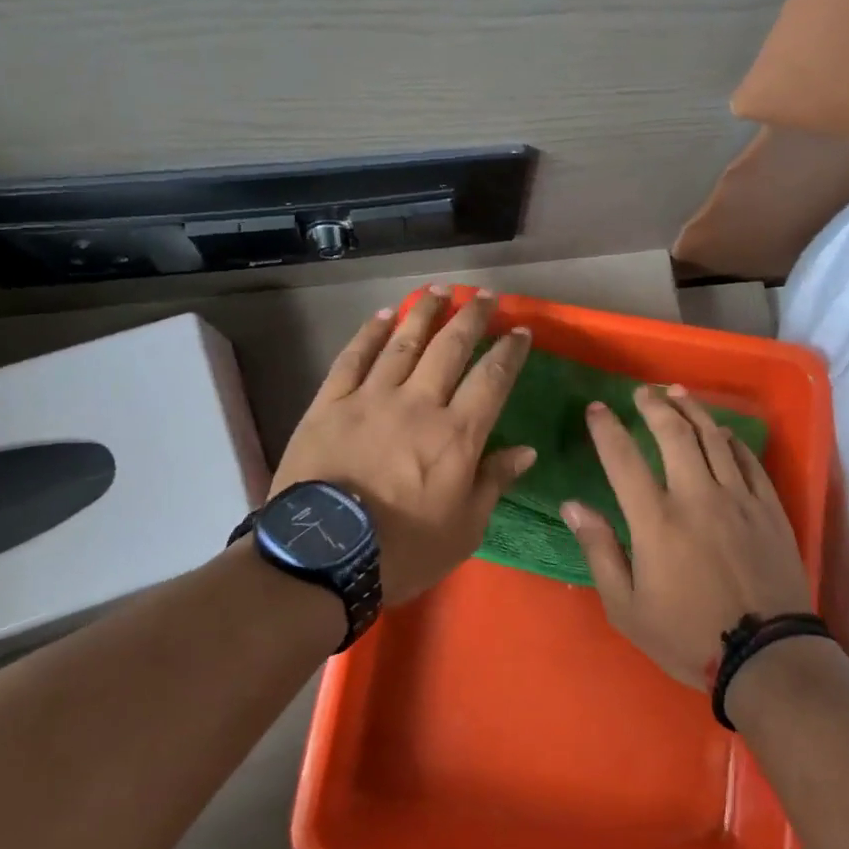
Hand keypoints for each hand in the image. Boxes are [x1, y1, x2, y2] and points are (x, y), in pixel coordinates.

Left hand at [271, 288, 534, 602]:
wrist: (322, 557)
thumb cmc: (403, 550)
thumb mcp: (465, 528)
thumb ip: (494, 482)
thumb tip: (526, 450)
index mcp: (457, 435)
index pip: (492, 379)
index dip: (510, 351)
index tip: (521, 331)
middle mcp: (418, 404)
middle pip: (450, 348)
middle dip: (472, 317)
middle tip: (485, 295)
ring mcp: (370, 399)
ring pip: (403, 342)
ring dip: (424, 313)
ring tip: (439, 291)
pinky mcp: (329, 404)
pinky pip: (353, 358)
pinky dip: (369, 333)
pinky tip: (383, 315)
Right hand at [563, 385, 811, 689]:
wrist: (766, 656)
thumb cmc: (687, 636)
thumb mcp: (626, 607)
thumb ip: (599, 550)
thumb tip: (572, 506)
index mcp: (657, 520)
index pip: (624, 459)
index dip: (606, 429)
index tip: (596, 409)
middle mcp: (697, 496)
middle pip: (674, 434)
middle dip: (654, 406)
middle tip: (642, 392)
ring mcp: (739, 498)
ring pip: (714, 438)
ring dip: (693, 410)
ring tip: (678, 394)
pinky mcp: (769, 508)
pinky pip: (750, 460)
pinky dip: (732, 440)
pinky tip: (722, 433)